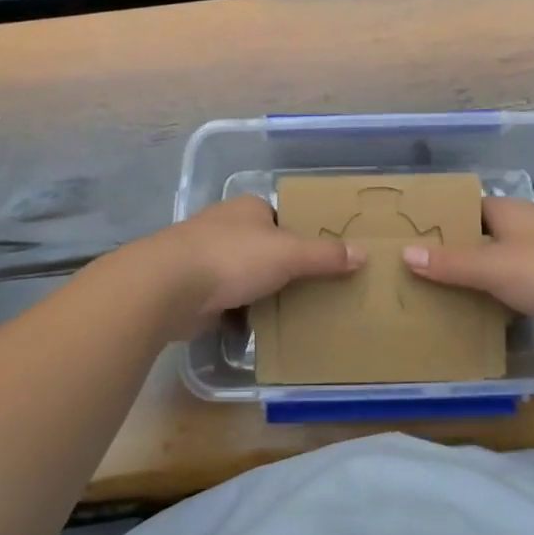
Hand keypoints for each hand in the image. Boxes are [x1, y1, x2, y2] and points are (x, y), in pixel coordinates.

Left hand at [133, 195, 364, 339]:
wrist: (169, 287)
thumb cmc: (233, 258)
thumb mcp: (288, 254)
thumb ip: (325, 255)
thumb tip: (364, 254)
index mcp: (248, 208)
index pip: (282, 218)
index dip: (301, 236)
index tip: (322, 259)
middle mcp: (225, 226)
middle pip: (264, 247)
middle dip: (283, 267)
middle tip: (314, 290)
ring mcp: (206, 258)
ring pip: (245, 274)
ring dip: (261, 290)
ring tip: (293, 311)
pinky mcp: (194, 288)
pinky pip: (228, 299)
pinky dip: (241, 311)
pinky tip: (259, 326)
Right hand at [403, 197, 533, 342]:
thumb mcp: (492, 266)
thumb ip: (450, 263)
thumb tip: (405, 253)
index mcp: (510, 213)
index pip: (468, 209)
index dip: (442, 220)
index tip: (412, 237)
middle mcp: (526, 230)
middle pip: (483, 239)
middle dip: (456, 255)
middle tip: (417, 273)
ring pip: (501, 267)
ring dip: (479, 281)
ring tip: (439, 297)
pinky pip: (519, 291)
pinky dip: (501, 301)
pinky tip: (480, 317)